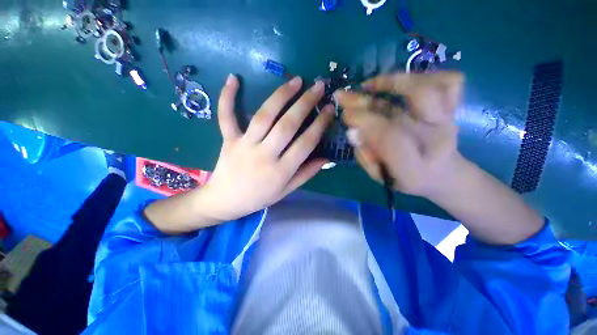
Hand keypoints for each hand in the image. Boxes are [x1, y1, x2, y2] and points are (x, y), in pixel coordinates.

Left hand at [199, 74, 333, 220]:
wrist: (225, 201)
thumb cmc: (259, 197)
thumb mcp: (286, 190)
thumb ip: (306, 173)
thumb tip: (326, 158)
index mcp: (281, 170)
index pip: (305, 143)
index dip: (320, 124)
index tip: (329, 109)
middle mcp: (265, 155)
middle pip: (287, 125)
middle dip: (305, 104)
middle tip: (318, 86)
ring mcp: (245, 145)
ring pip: (264, 116)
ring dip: (281, 96)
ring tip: (295, 81)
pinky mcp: (228, 140)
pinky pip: (226, 117)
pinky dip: (227, 97)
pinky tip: (233, 78)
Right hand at [335, 72, 463, 197]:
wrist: (443, 176)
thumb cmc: (406, 178)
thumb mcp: (382, 176)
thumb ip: (366, 157)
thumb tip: (352, 132)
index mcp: (415, 165)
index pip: (389, 137)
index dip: (364, 121)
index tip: (345, 116)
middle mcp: (436, 138)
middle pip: (409, 109)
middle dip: (369, 100)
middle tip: (343, 96)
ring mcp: (447, 120)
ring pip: (431, 87)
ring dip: (394, 81)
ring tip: (369, 85)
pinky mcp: (453, 109)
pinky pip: (450, 81)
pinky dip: (424, 76)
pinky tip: (400, 83)